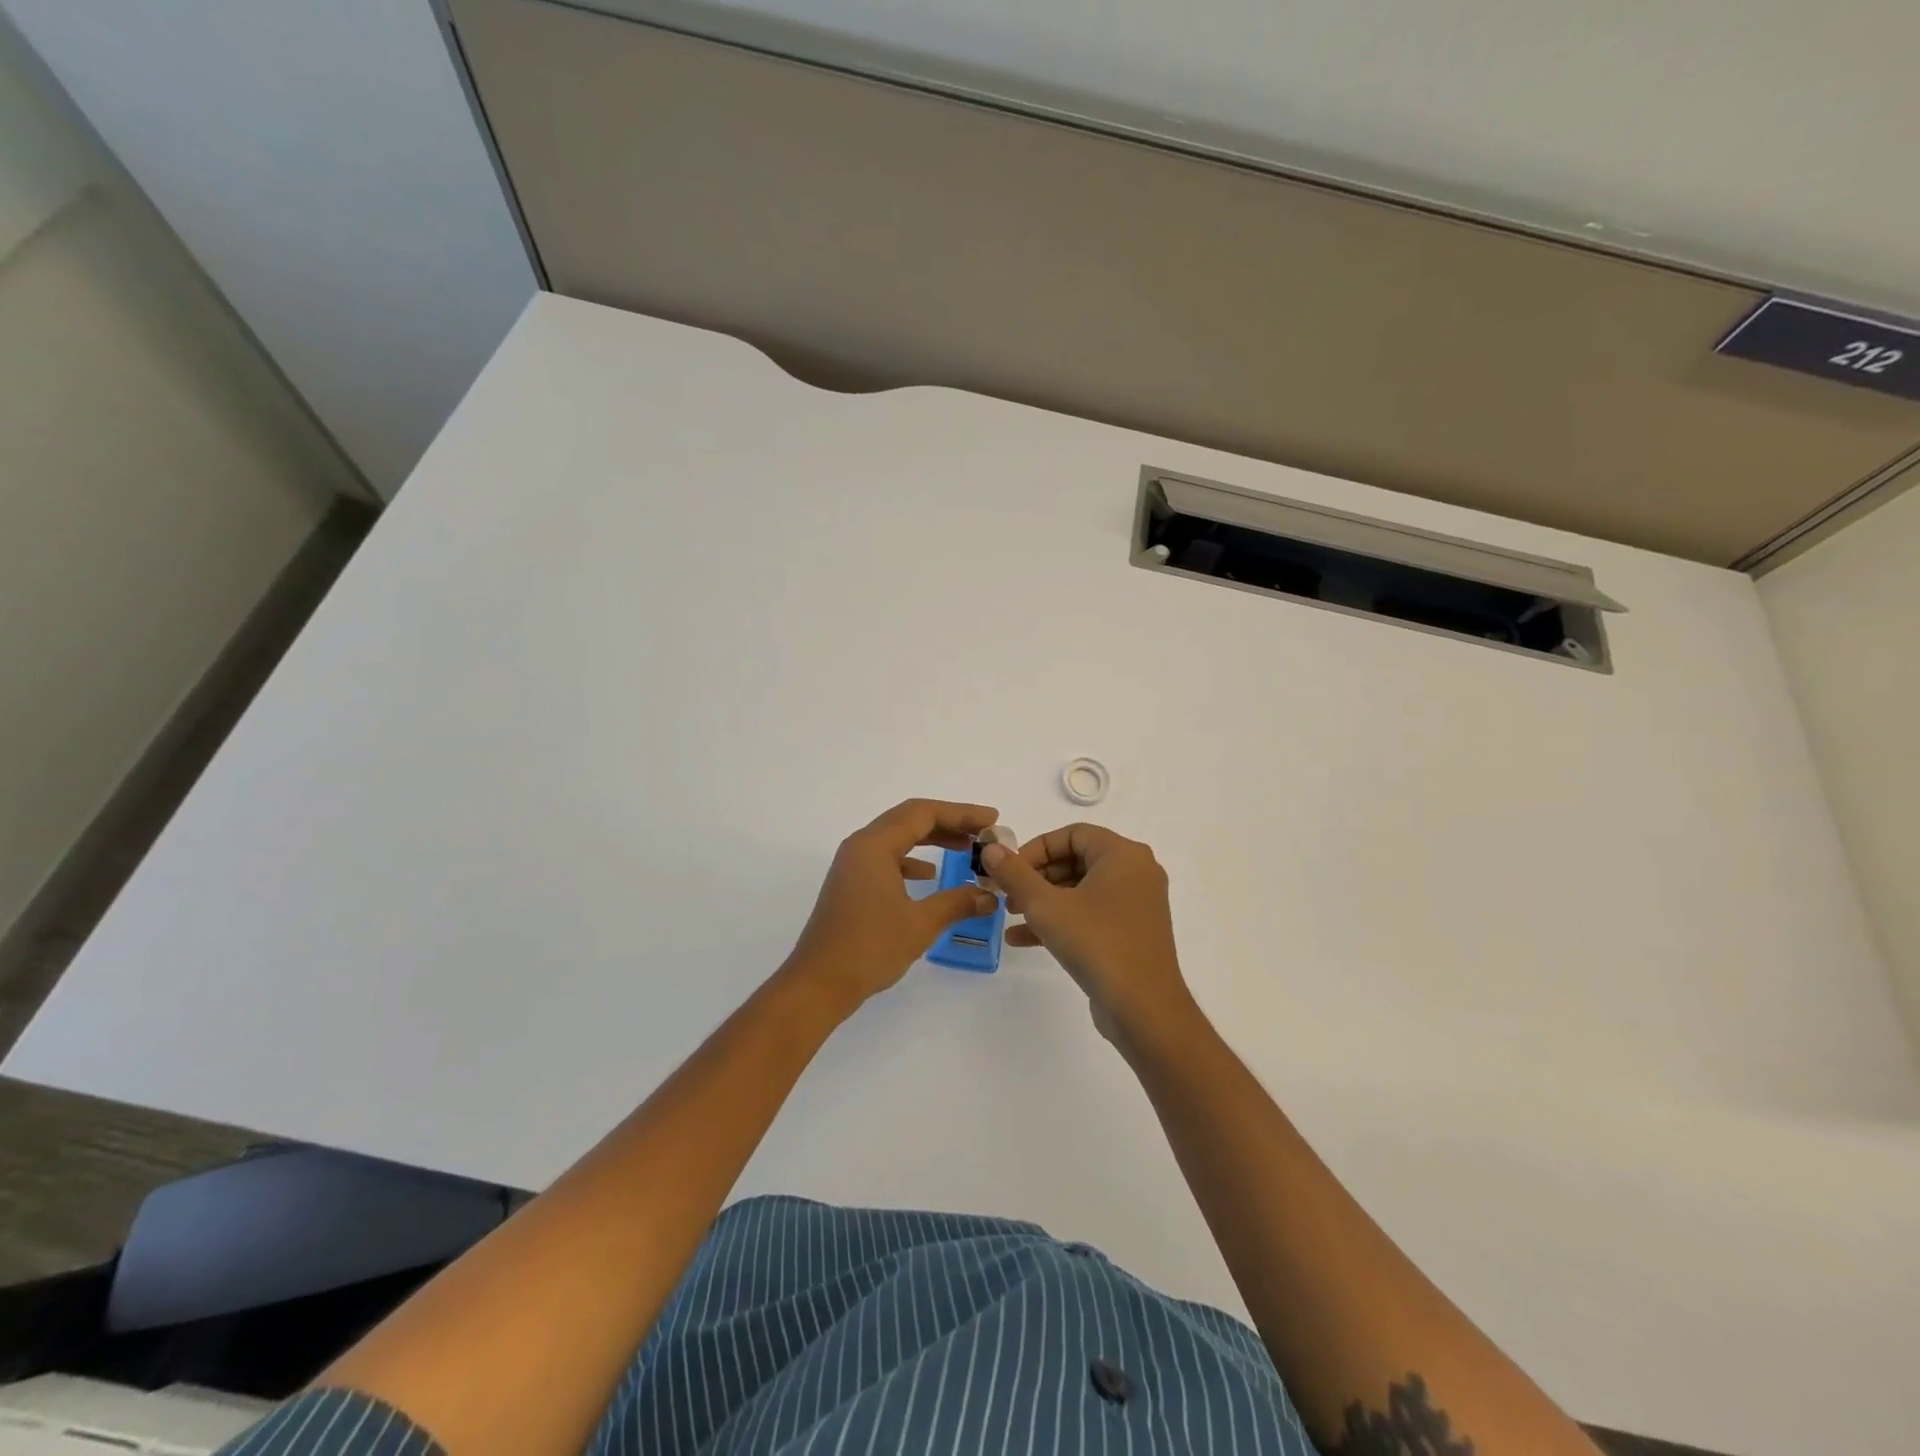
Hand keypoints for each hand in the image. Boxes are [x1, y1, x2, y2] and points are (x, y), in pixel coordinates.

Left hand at [784, 798, 1001, 1012]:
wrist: (818, 983)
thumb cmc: (869, 947)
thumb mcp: (920, 923)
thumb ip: (957, 902)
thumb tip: (989, 896)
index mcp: (874, 845)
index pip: (922, 813)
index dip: (961, 813)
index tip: (992, 820)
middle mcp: (861, 846)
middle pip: (909, 820)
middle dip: (949, 823)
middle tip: (983, 833)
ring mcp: (853, 865)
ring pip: (898, 839)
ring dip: (932, 840)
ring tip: (965, 850)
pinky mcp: (852, 884)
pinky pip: (888, 858)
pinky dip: (912, 861)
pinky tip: (930, 875)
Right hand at [982, 824, 1196, 1049]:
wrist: (1144, 1009)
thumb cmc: (1096, 944)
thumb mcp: (1046, 906)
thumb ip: (1015, 874)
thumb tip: (990, 849)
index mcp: (1123, 855)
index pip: (1072, 834)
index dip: (1036, 848)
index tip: (1010, 869)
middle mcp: (1135, 872)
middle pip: (1075, 859)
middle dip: (1036, 876)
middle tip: (1007, 893)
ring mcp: (1135, 904)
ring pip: (1080, 889)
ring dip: (1043, 900)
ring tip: (1010, 915)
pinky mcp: (1130, 933)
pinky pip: (1090, 914)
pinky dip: (1060, 920)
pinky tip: (1022, 938)